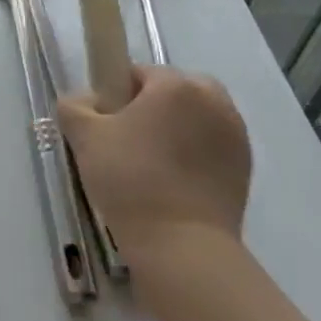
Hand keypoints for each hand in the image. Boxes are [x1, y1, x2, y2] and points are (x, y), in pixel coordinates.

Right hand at [58, 66, 251, 257]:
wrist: (182, 247)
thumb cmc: (131, 181)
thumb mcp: (85, 138)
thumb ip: (75, 106)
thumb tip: (83, 101)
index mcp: (176, 85)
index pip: (139, 73)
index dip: (118, 96)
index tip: (107, 125)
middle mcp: (212, 100)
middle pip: (174, 91)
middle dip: (153, 108)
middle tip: (129, 143)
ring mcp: (235, 134)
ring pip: (196, 117)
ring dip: (177, 130)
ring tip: (153, 166)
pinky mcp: (245, 167)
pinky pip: (212, 145)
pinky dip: (196, 154)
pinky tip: (175, 183)